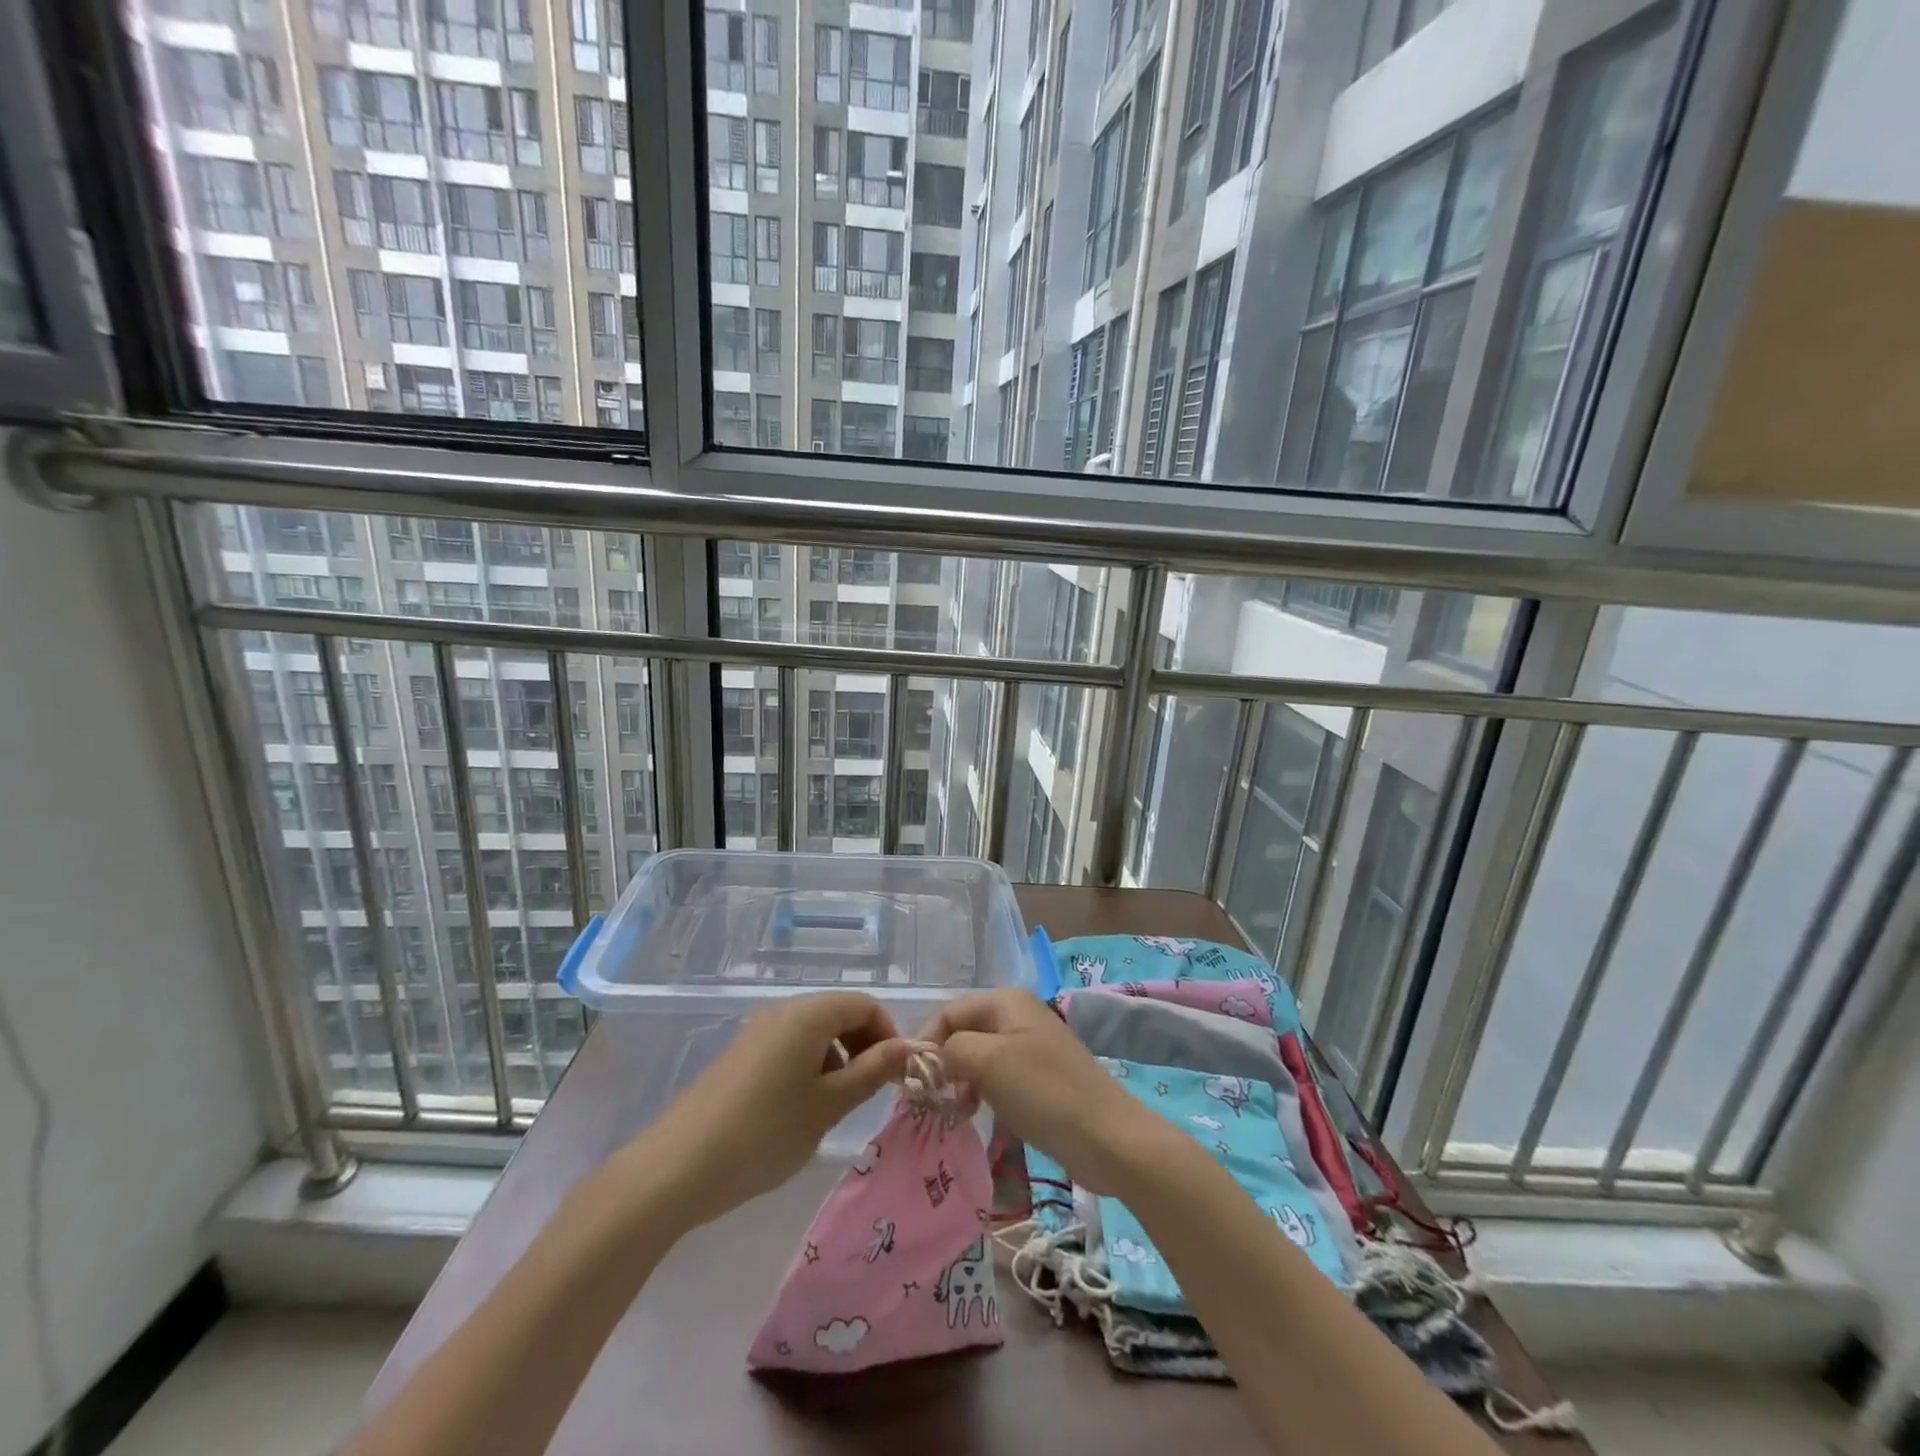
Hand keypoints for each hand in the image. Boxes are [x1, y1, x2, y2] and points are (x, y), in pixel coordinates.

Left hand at [622, 993, 908, 1231]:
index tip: (895, 1075)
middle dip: (863, 1047)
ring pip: (813, 1034)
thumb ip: (872, 1072)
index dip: (888, 1034)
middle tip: (871, 1092)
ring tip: (834, 1108)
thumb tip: (909, 1048)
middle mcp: (783, 1012)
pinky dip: (808, 1069)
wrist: (676, 1168)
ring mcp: (757, 1033)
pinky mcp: (740, 1057)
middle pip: (838, 1014)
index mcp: (808, 1014)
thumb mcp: (828, 1105)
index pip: (864, 1005)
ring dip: (836, 1060)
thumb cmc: (765, 1132)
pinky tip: (799, 1112)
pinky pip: (788, 1049)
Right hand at [921, 990, 1173, 1194]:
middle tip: (929, 1098)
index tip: (911, 1081)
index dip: (927, 1042)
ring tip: (954, 1109)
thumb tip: (932, 1058)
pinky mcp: (1042, 1078)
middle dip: (944, 1062)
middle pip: (965, 1031)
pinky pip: (1000, 1076)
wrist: (1107, 1137)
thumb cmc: (1043, 1091)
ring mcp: (1033, 1046)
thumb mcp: (987, 1062)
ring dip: (962, 1080)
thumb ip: (951, 1050)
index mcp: (1007, 1001)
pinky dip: (983, 1092)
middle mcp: (1019, 1015)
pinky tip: (979, 1114)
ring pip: (981, 1056)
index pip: (950, 1012)